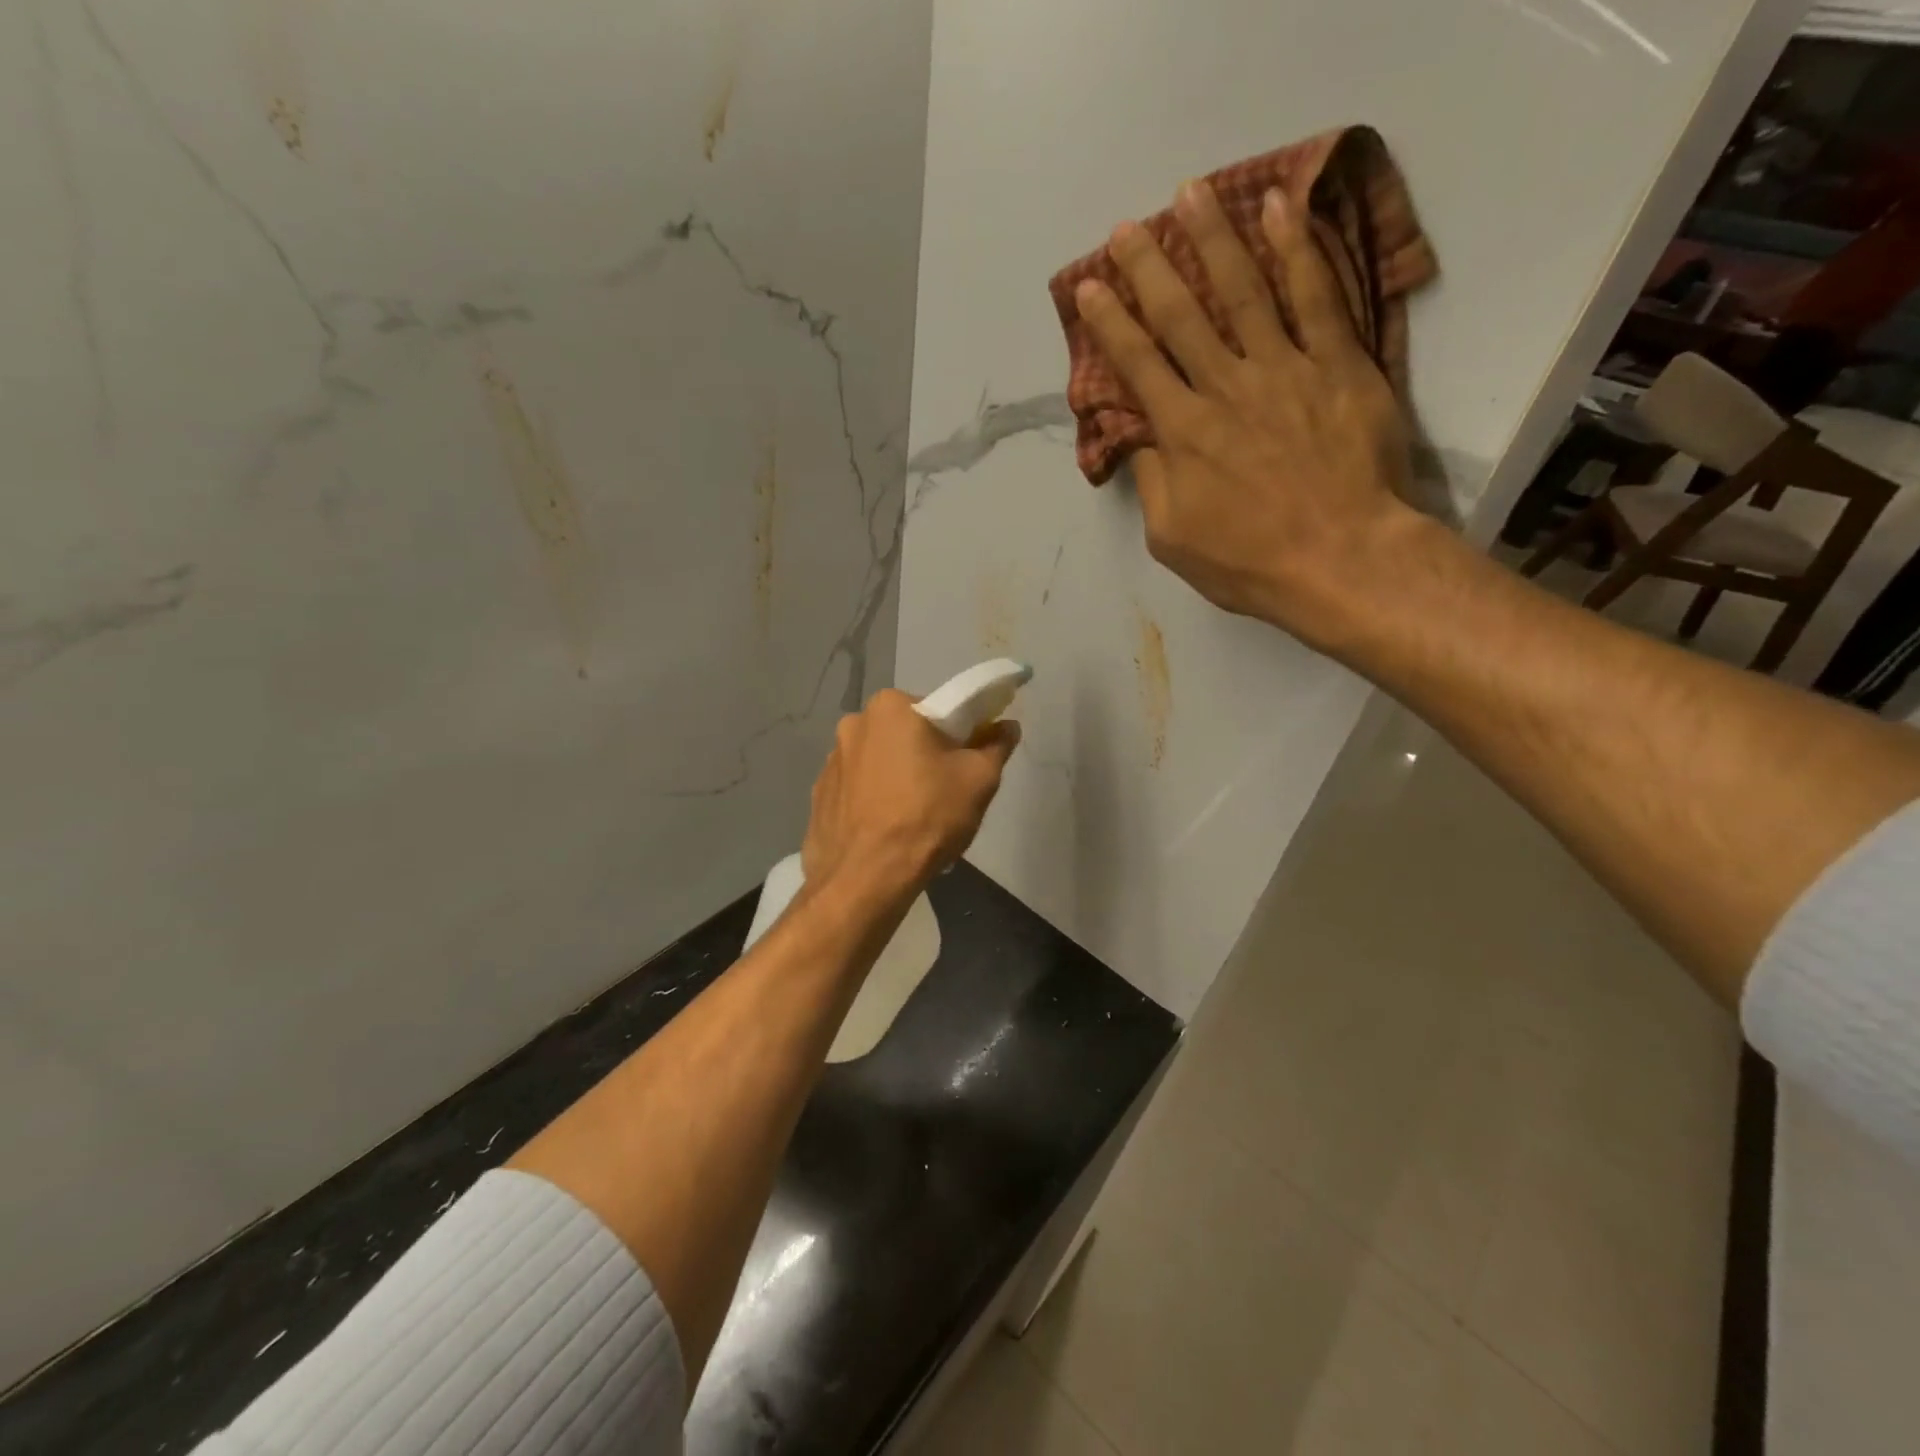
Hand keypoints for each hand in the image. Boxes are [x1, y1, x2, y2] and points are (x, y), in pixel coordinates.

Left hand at [800, 690, 1019, 899]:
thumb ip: (996, 745)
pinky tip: (887, 831)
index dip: (959, 735)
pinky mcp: (819, 797)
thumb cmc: (927, 816)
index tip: (967, 762)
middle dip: (924, 756)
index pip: (937, 710)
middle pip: (905, 735)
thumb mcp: (979, 779)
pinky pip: (857, 790)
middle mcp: (853, 724)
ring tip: (913, 818)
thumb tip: (1006, 726)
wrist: (866, 879)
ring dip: (896, 778)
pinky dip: (873, 801)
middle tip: (945, 792)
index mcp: (890, 707)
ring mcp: (830, 762)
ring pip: (879, 762)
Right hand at [1074, 181, 1427, 649]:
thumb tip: (1140, 440)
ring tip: (1191, 194)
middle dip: (1149, 267)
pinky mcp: (1338, 364)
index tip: (1091, 287)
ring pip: (1243, 290)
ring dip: (1214, 238)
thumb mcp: (1172, 539)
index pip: (1137, 365)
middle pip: (1181, 315)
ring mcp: (1285, 369)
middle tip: (1129, 227)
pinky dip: (1297, 248)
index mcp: (1183, 433)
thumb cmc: (1248, 561)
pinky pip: (1316, 296)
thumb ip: (1152, 483)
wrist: (1341, 558)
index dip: (1110, 323)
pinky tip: (1280, 207)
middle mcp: (1226, 387)